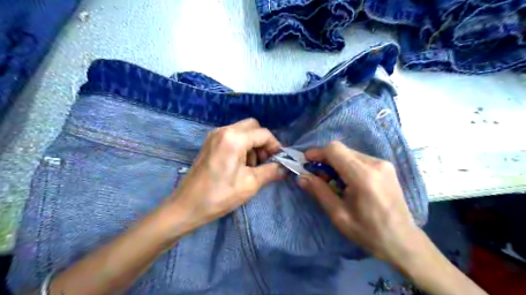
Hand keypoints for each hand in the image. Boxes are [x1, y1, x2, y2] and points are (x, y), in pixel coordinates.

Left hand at [165, 118, 285, 238]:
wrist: (187, 206)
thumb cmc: (220, 195)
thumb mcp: (250, 183)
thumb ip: (271, 171)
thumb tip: (284, 168)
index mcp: (234, 138)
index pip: (263, 133)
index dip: (275, 146)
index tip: (278, 160)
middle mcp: (224, 130)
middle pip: (253, 127)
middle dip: (263, 142)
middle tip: (265, 161)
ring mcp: (215, 135)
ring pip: (242, 131)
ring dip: (252, 145)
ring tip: (252, 166)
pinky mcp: (210, 143)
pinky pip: (232, 137)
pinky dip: (242, 146)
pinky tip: (240, 165)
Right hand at [297, 140, 421, 262]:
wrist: (402, 240)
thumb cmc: (368, 232)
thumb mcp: (338, 215)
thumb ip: (319, 192)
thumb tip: (301, 177)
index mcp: (362, 176)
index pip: (335, 150)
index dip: (317, 152)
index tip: (306, 162)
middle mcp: (375, 164)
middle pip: (342, 149)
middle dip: (325, 158)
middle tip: (317, 175)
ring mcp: (383, 164)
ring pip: (350, 153)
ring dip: (336, 162)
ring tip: (333, 181)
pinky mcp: (387, 167)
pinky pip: (360, 158)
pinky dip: (347, 165)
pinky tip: (347, 181)